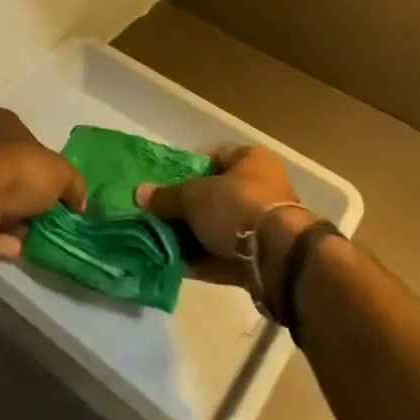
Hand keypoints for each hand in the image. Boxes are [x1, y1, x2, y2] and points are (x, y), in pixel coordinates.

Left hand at [0, 108, 86, 259]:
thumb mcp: (62, 174)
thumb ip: (74, 185)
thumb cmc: (19, 169)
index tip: (54, 189)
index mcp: (1, 121)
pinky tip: (14, 249)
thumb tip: (80, 202)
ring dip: (11, 217)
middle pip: (7, 167)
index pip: (26, 139)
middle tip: (42, 215)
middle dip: (24, 193)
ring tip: (30, 237)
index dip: (42, 164)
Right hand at [136, 145, 305, 289]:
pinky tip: (177, 266)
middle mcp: (261, 187)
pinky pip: (226, 255)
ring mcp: (263, 225)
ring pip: (219, 227)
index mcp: (250, 160)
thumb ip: (166, 196)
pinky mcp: (262, 258)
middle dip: (187, 207)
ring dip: (193, 236)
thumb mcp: (194, 197)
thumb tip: (140, 193)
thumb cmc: (237, 208)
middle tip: (160, 214)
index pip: (214, 154)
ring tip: (162, 242)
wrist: (279, 258)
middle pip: (215, 193)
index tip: (165, 179)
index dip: (188, 165)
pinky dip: (204, 260)